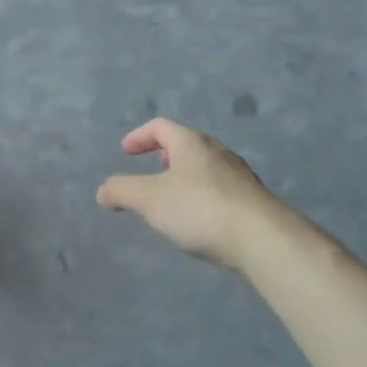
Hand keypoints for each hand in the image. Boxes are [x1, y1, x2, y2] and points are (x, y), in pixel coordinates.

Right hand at [97, 118, 275, 271]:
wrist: (265, 240)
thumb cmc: (200, 209)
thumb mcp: (150, 199)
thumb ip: (122, 191)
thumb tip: (102, 191)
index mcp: (191, 142)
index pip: (161, 126)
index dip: (139, 136)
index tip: (126, 152)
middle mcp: (218, 152)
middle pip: (187, 144)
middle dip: (166, 154)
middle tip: (152, 169)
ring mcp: (240, 176)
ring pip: (206, 167)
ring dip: (186, 177)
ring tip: (174, 199)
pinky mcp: (254, 202)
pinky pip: (222, 190)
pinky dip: (204, 197)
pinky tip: (200, 222)